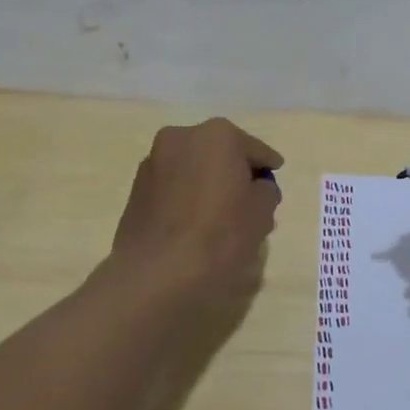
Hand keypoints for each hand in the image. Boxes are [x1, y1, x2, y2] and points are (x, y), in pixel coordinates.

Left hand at [110, 118, 282, 296]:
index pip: (255, 150)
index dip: (267, 167)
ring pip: (193, 169)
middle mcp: (182, 138)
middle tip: (249, 201)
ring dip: (208, 184)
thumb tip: (256, 188)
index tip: (274, 179)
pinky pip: (173, 187)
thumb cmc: (219, 235)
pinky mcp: (135, 190)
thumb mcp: (262, 212)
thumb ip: (266, 191)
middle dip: (234, 173)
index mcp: (217, 135)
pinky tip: (195, 225)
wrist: (156, 274)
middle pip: (220, 154)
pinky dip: (186, 198)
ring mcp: (153, 162)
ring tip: (220, 216)